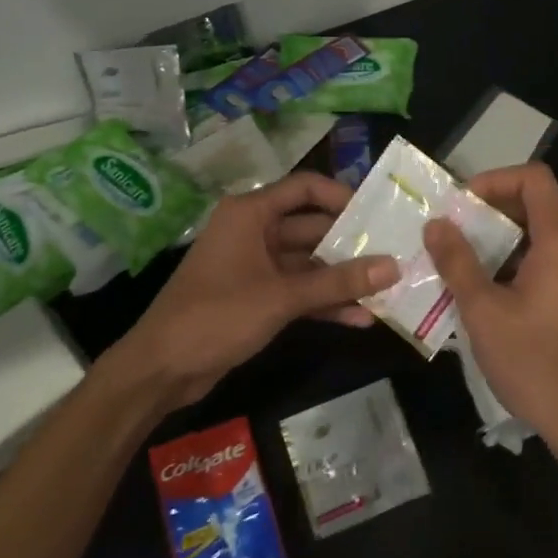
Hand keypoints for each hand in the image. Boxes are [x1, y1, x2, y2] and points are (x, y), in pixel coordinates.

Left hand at [120, 172, 397, 406]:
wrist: (162, 369)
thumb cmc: (217, 316)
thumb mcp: (282, 297)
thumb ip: (338, 282)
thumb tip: (394, 265)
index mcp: (250, 214)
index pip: (305, 188)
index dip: (342, 196)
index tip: (379, 213)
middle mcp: (254, 232)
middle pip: (312, 227)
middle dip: (351, 244)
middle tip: (395, 254)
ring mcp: (255, 266)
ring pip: (309, 263)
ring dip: (342, 278)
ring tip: (387, 289)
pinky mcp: (257, 297)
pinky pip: (299, 290)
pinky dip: (324, 302)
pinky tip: (360, 318)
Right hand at [424, 163, 557, 478]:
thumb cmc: (535, 365)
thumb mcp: (484, 312)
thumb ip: (457, 261)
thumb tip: (435, 223)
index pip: (534, 178)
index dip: (494, 180)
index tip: (461, 205)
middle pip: (542, 206)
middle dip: (495, 214)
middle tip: (455, 235)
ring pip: (550, 237)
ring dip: (509, 242)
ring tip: (469, 265)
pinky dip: (528, 263)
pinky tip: (499, 293)